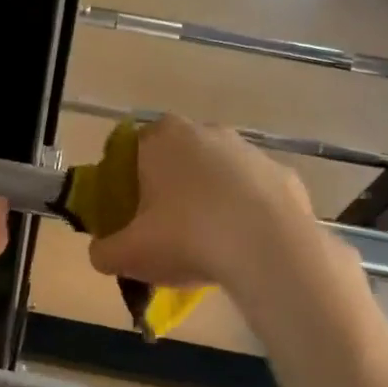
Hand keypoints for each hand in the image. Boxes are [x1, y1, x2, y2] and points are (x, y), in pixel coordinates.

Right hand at [86, 115, 327, 293]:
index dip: (128, 179)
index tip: (131, 212)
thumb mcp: (128, 254)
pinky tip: (244, 246)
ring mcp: (250, 151)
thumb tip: (103, 252)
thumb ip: (104, 251)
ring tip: (209, 244)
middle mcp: (206, 132)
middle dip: (171, 187)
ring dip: (211, 199)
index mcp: (162, 140)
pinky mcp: (284, 175)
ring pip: (219, 173)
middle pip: (178, 158)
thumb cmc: (187, 239)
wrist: (269, 251)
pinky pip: (254, 194)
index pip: (134, 148)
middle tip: (166, 229)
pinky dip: (247, 214)